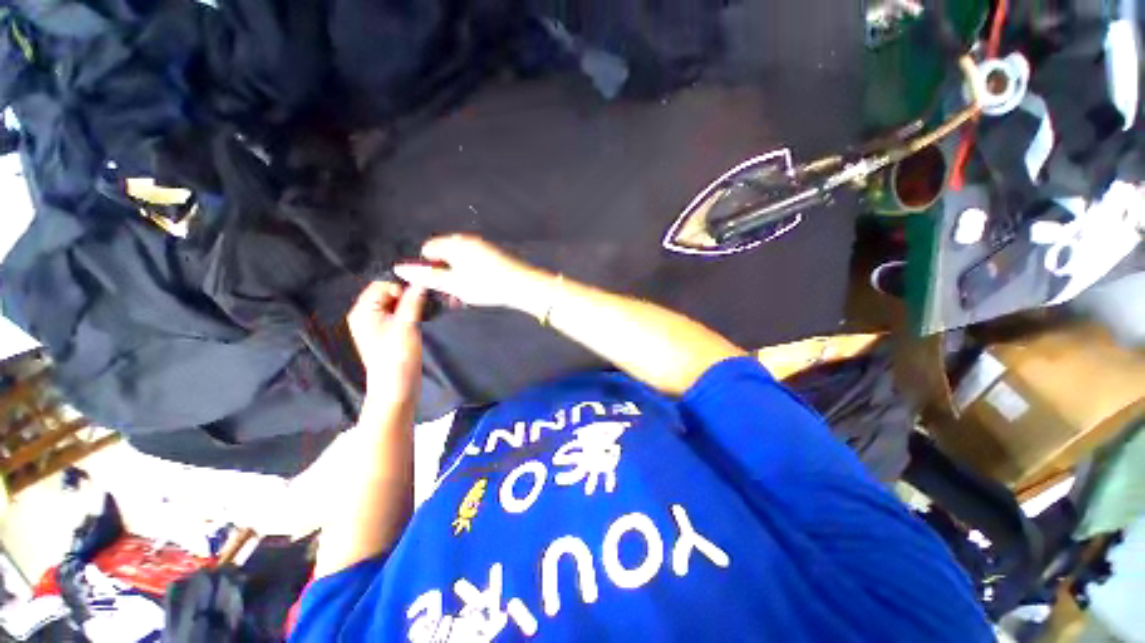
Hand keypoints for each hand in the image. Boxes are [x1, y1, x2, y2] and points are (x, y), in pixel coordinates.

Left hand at [347, 281, 424, 399]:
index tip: (418, 297)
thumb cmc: (397, 357)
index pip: (382, 285)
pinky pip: (399, 315)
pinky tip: (422, 321)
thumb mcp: (406, 325)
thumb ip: (413, 301)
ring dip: (412, 305)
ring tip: (425, 313)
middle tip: (425, 304)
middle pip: (389, 294)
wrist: (396, 388)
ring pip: (396, 305)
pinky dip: (411, 314)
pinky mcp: (388, 334)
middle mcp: (367, 315)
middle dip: (408, 296)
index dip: (401, 287)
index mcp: (364, 311)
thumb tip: (421, 282)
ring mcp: (377, 326)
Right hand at [393, 235, 554, 318]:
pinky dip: (472, 275)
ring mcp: (483, 246)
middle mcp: (468, 240)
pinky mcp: (495, 254)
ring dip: (458, 277)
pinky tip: (481, 289)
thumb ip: (427, 276)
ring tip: (466, 295)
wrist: (524, 285)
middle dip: (444, 274)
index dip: (428, 268)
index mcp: (455, 244)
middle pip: (445, 255)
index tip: (439, 285)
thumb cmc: (486, 285)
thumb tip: (399, 268)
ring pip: (461, 261)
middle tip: (452, 294)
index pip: (428, 249)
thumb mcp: (454, 284)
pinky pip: (475, 263)